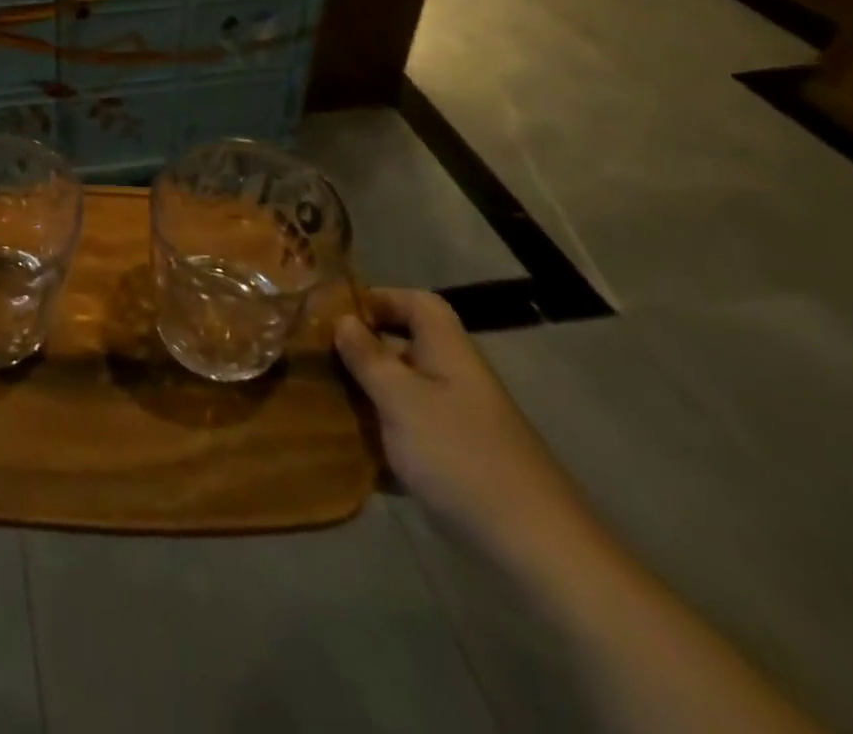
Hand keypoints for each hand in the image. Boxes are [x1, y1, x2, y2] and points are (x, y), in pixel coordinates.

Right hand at [336, 288, 592, 568]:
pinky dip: (381, 437)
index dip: (378, 299)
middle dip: (361, 350)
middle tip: (315, 359)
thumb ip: (368, 357)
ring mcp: (457, 424)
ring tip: (321, 402)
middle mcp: (454, 380)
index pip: (417, 303)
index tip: (335, 315)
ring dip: (366, 395)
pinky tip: (349, 452)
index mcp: (448, 352)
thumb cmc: (462, 458)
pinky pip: (408, 434)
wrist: (537, 552)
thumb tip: (343, 319)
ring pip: (401, 392)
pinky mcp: (455, 463)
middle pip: (404, 347)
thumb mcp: (402, 400)